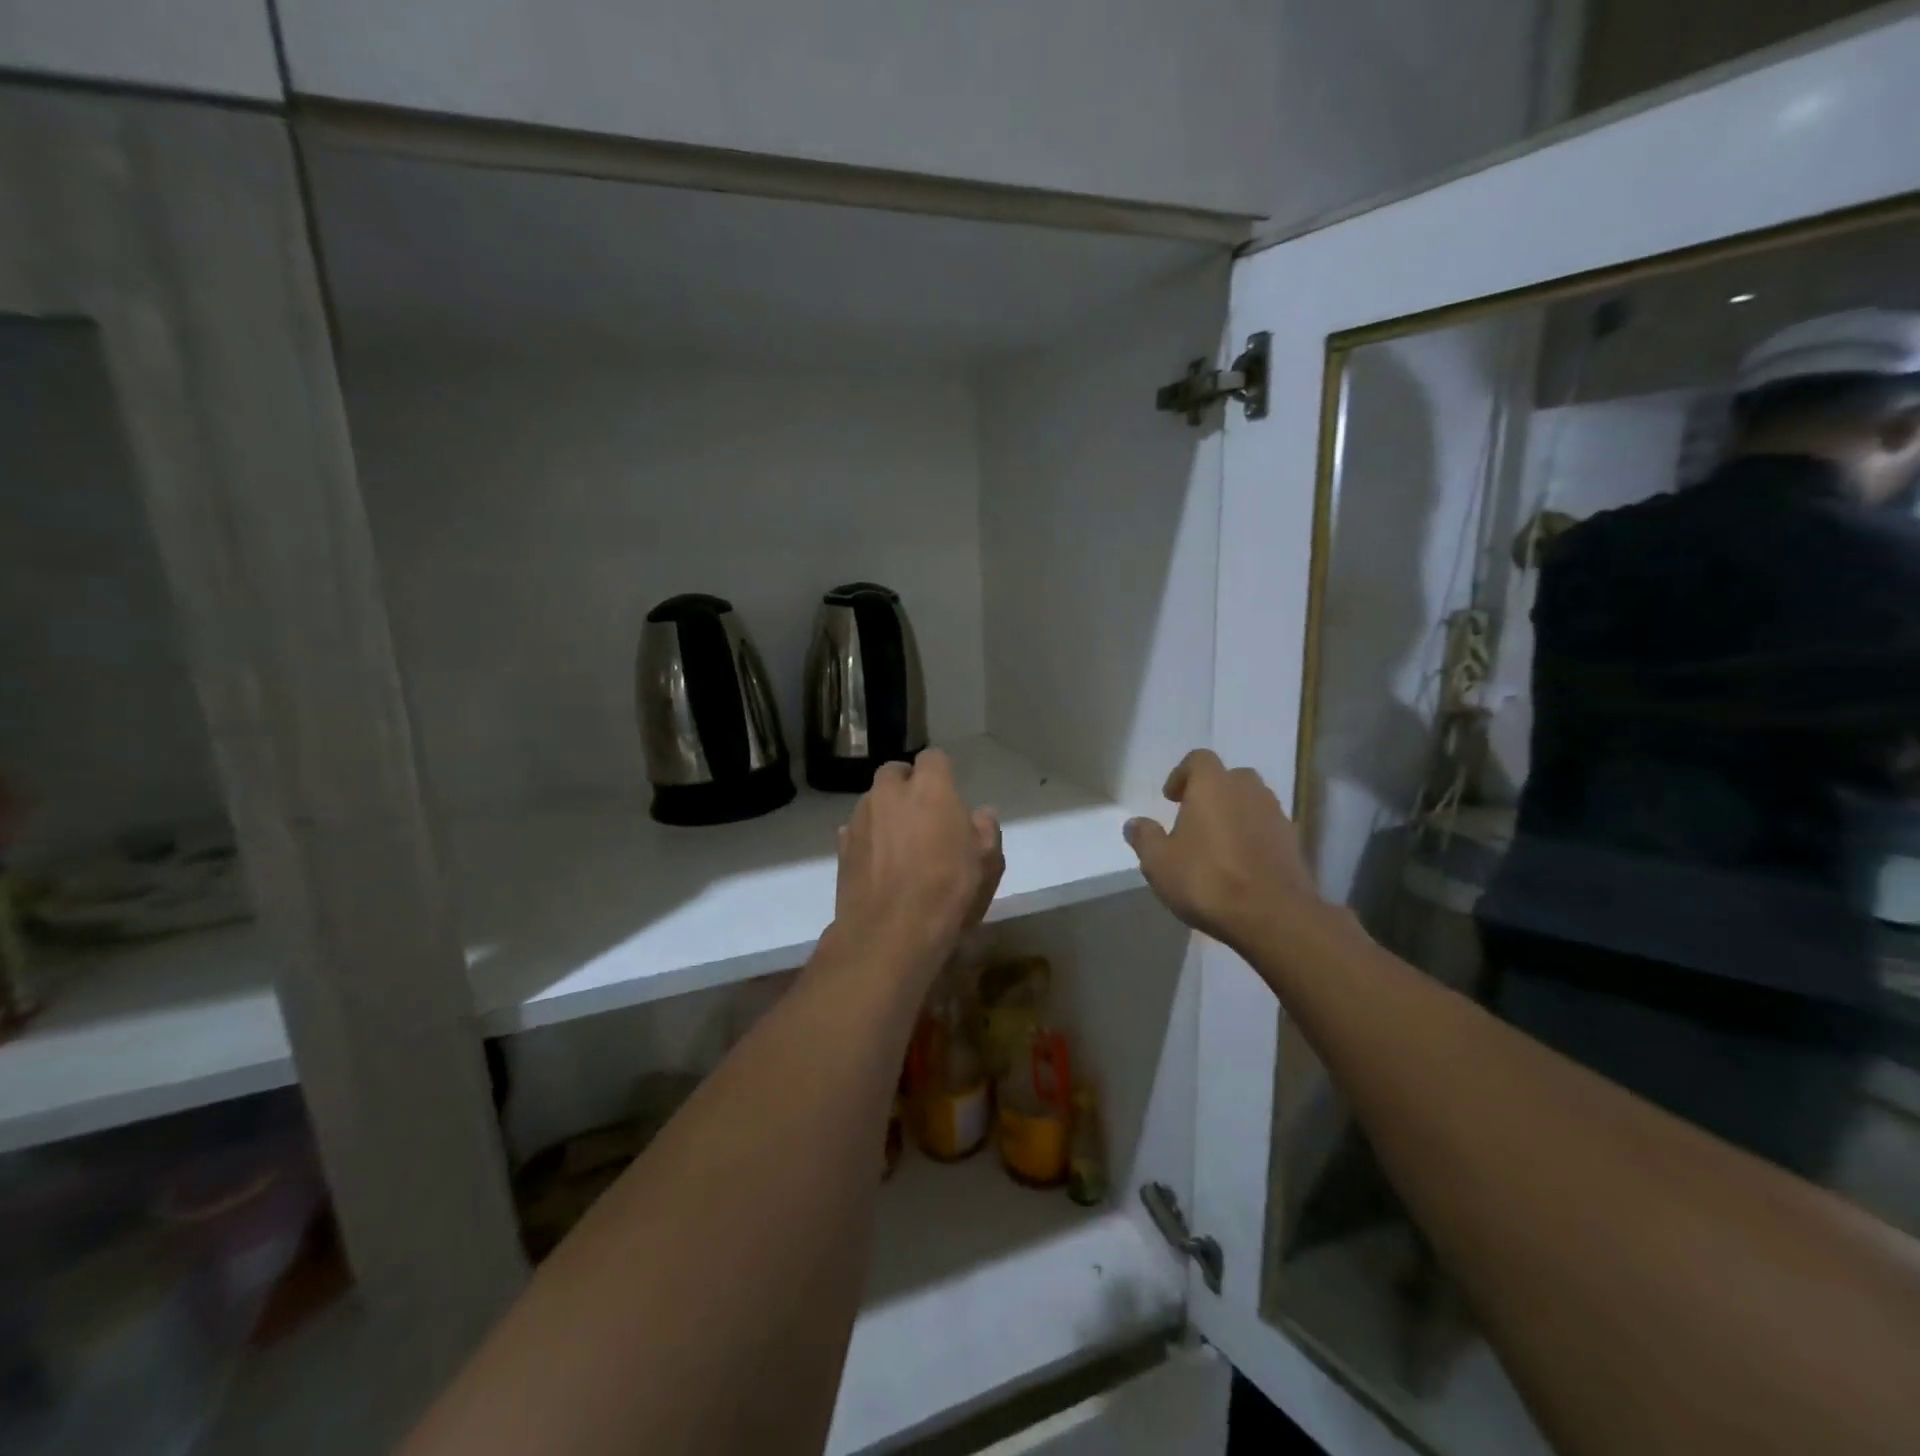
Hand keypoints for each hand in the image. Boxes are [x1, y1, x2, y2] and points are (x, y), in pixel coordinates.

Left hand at [834, 750, 1003, 980]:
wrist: (890, 934)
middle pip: (895, 773)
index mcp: (929, 788)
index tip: (949, 795)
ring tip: (901, 845)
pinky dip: (869, 838)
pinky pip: (857, 830)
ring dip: (886, 812)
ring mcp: (860, 818)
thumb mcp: (987, 863)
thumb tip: (980, 814)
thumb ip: (985, 830)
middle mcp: (889, 793)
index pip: (933, 758)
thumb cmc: (948, 892)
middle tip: (924, 816)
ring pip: (873, 801)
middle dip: (907, 786)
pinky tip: (881, 864)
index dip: (941, 773)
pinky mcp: (842, 846)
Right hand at [1124, 750, 1322, 951]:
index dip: (1182, 774)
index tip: (1171, 798)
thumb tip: (1134, 824)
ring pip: (1252, 801)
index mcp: (1213, 785)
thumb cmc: (1207, 879)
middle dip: (1212, 792)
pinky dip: (1253, 836)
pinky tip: (1240, 864)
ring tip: (1217, 843)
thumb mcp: (1159, 862)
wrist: (1272, 916)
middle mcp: (1248, 791)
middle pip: (1230, 777)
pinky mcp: (1293, 842)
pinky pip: (1267, 828)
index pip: (1199, 759)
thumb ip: (1145, 838)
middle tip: (1194, 818)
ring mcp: (1275, 815)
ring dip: (1235, 814)